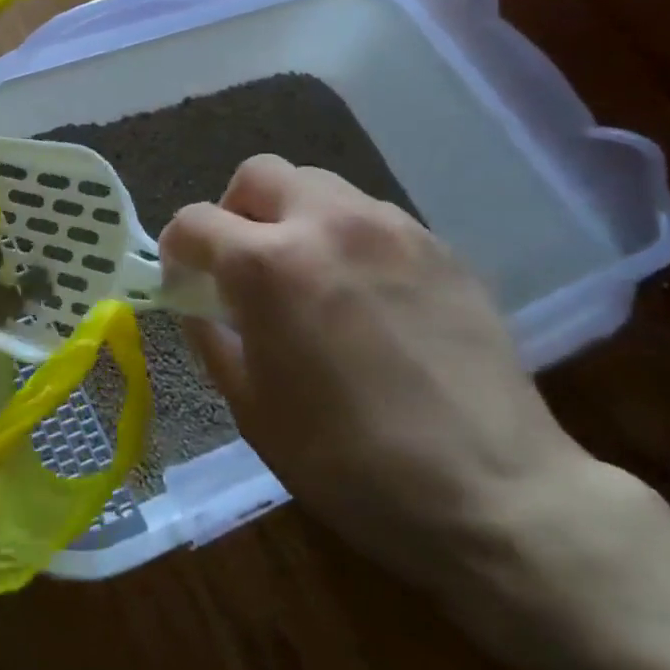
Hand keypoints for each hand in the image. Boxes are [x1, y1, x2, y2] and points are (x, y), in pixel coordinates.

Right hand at [160, 156, 599, 597]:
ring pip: (319, 186)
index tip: (185, 283)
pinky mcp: (440, 248)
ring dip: (292, 218)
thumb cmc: (347, 461)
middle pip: (259, 174)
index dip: (177, 249)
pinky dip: (344, 238)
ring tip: (306, 276)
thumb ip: (212, 338)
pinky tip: (362, 295)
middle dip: (235, 211)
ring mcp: (391, 229)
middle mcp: (327, 224)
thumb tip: (199, 305)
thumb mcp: (250, 406)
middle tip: (242, 264)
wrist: (492, 494)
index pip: (194, 220)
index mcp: (267, 265)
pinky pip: (371, 217)